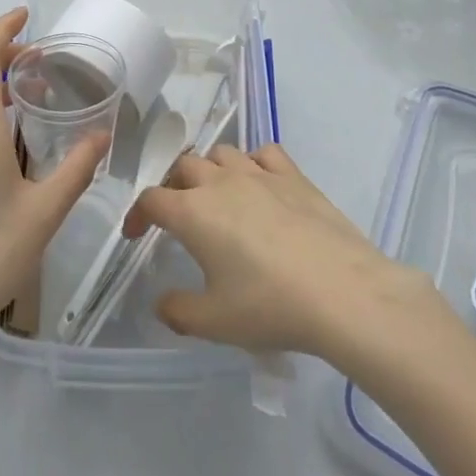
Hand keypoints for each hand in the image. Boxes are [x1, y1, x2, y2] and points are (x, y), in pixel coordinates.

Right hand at [122, 142, 434, 363]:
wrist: (340, 290)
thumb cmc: (269, 305)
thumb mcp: (215, 322)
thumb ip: (179, 311)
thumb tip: (162, 302)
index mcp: (192, 212)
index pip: (151, 199)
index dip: (137, 215)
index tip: (136, 234)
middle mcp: (219, 182)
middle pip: (183, 166)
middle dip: (172, 186)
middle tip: (177, 213)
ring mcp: (258, 173)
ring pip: (221, 153)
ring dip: (210, 169)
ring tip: (216, 194)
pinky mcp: (292, 174)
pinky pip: (263, 154)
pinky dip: (252, 163)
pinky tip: (259, 184)